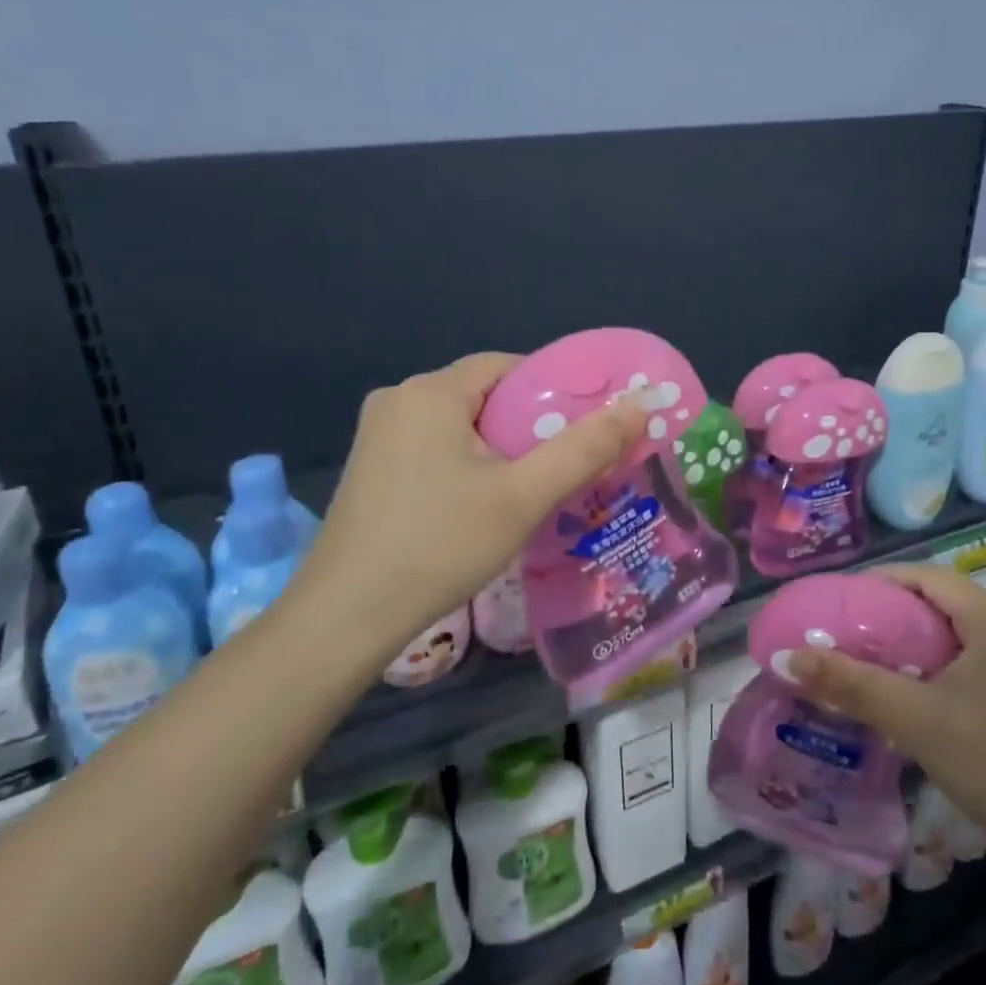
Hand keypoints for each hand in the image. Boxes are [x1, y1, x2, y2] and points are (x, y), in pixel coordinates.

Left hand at [305, 353, 646, 649]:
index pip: (509, 367)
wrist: (346, 617)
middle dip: (527, 426)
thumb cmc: (440, 545)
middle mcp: (399, 399)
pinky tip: (479, 507)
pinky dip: (466, 465)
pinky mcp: (370, 469)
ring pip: (459, 425)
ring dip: (497, 449)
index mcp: (431, 391)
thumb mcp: (524, 496)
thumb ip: (585, 447)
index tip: (580, 431)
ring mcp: (377, 436)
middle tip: (561, 468)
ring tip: (529, 491)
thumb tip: (639, 404)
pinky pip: (434, 449)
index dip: (552, 392)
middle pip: (484, 396)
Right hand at [788, 562, 985, 856]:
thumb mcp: (913, 719)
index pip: (925, 576)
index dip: (878, 582)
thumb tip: (786, 657)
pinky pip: (973, 654)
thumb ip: (849, 683)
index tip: (838, 603)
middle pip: (940, 599)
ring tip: (873, 658)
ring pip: (957, 629)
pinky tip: (916, 690)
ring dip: (914, 637)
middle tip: (849, 632)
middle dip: (891, 610)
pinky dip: (938, 660)